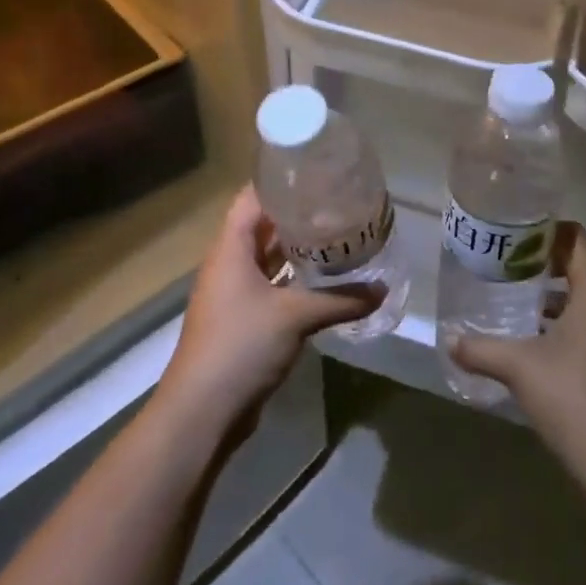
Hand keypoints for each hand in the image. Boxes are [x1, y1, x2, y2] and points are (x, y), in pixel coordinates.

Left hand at [155, 187, 378, 440]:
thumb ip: (341, 299)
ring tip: (338, 236)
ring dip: (297, 249)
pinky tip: (324, 280)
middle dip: (297, 215)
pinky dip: (294, 280)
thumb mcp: (295, 316)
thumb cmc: (241, 346)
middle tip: (338, 204)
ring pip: (268, 258)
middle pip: (262, 226)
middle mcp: (229, 264)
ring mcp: (234, 294)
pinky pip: (271, 286)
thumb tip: (383, 289)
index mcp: (230, 248)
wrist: (202, 412)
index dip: (280, 181)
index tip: (315, 172)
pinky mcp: (242, 320)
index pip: (253, 198)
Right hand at [451, 223, 585, 473]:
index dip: (549, 231)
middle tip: (508, 262)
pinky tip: (535, 338)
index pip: (578, 241)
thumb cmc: (568, 394)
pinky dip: (565, 320)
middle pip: (582, 267)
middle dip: (546, 261)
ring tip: (516, 296)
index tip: (517, 234)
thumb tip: (448, 339)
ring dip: (555, 293)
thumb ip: (480, 347)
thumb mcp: (517, 366)